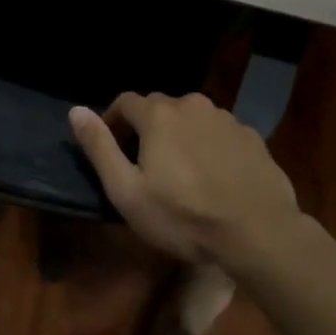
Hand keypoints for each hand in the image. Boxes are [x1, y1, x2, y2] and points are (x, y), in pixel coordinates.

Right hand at [70, 93, 300, 268]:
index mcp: (159, 114)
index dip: (113, 121)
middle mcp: (192, 104)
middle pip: (160, 108)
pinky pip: (219, 133)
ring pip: (192, 119)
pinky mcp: (251, 136)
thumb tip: (76, 110)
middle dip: (147, 129)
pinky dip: (209, 146)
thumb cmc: (184, 217)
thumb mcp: (128, 191)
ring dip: (180, 136)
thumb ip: (99, 147)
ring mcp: (226, 118)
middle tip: (145, 165)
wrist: (259, 232)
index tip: (111, 148)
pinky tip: (214, 176)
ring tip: (181, 172)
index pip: (125, 102)